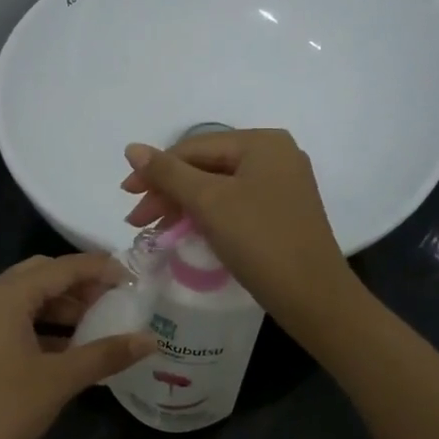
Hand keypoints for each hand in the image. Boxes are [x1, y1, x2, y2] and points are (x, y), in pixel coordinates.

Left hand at [0, 254, 155, 438]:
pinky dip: (45, 328)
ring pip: (28, 300)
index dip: (100, 269)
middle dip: (81, 284)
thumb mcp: (60, 380)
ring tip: (101, 325)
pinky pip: (16, 322)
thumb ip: (106, 354)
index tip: (135, 279)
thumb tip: (150, 340)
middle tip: (117, 300)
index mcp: (5, 296)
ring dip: (63, 307)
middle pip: (41, 276)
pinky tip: (71, 349)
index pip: (61, 267)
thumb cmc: (2, 410)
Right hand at [120, 129, 357, 326]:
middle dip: (168, 191)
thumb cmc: (259, 240)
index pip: (194, 147)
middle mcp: (276, 155)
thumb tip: (132, 148)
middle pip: (206, 166)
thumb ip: (168, 173)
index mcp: (262, 142)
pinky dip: (206, 216)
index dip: (155, 170)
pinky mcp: (282, 212)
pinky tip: (186, 233)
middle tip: (138, 220)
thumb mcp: (208, 202)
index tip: (125, 195)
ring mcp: (282, 185)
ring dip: (183, 206)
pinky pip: (234, 204)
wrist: (312, 296)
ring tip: (156, 230)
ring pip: (218, 187)